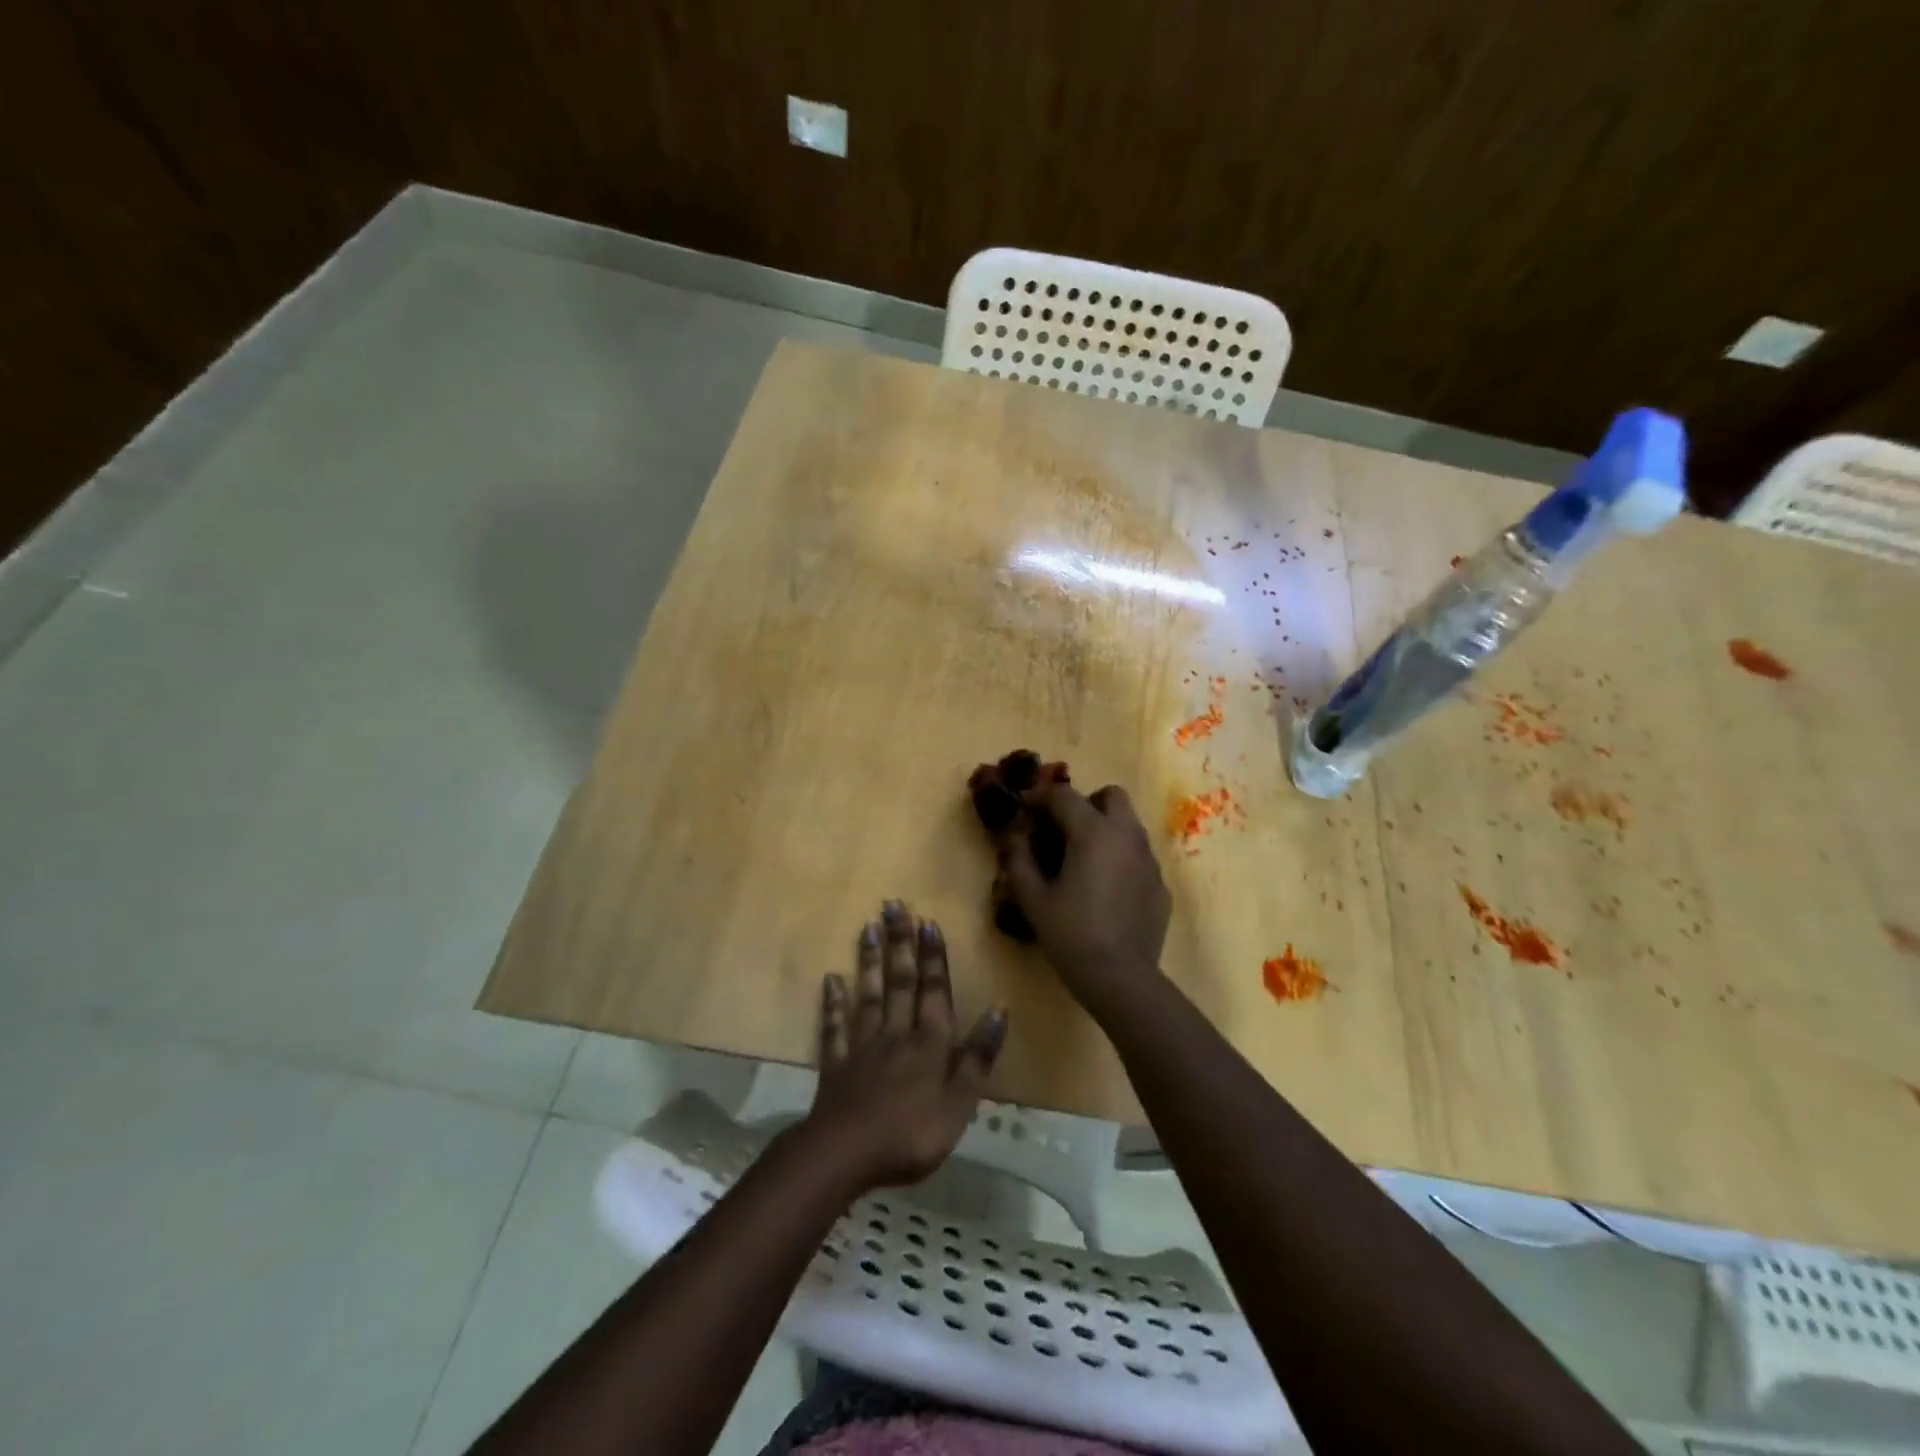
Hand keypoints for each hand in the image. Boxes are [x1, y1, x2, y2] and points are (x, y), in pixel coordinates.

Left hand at [802, 901, 1007, 1192]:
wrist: (845, 1155)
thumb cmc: (911, 1135)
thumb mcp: (959, 1104)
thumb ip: (977, 1057)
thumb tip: (999, 1010)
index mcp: (929, 1045)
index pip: (933, 992)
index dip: (932, 958)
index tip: (927, 921)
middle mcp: (896, 1035)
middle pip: (900, 983)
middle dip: (900, 944)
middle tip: (893, 906)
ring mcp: (862, 1048)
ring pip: (869, 996)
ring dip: (870, 962)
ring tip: (868, 928)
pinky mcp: (836, 1066)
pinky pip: (834, 1029)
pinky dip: (833, 1004)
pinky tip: (830, 980)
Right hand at [999, 782, 1169, 1006]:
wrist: (1121, 979)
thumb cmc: (1071, 935)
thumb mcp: (1033, 898)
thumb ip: (1019, 859)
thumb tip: (1014, 836)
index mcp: (1093, 832)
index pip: (1064, 796)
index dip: (1039, 796)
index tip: (1023, 807)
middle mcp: (1127, 836)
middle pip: (1111, 796)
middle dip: (1086, 803)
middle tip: (1062, 828)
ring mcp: (1149, 860)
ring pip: (1129, 825)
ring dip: (1105, 828)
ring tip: (1082, 858)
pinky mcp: (1160, 885)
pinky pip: (1139, 856)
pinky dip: (1120, 857)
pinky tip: (1105, 888)